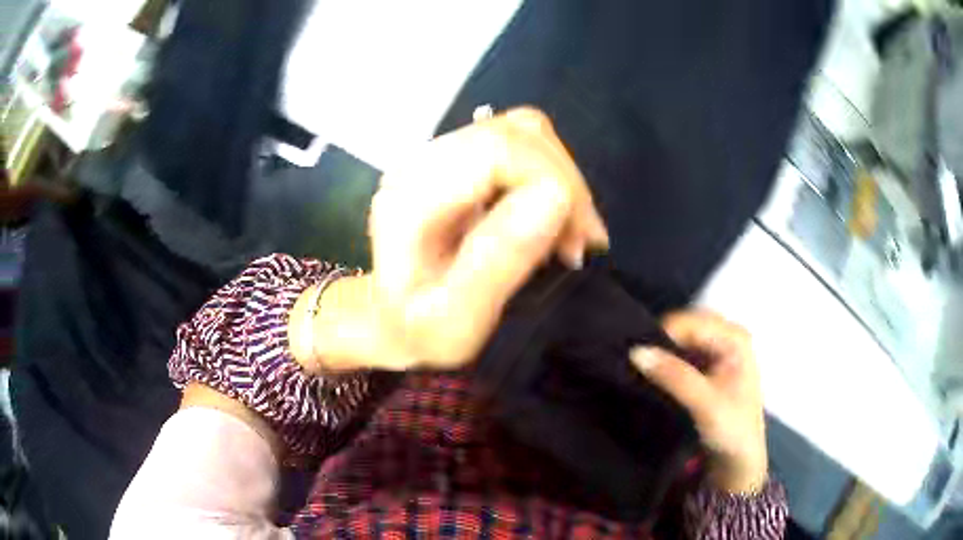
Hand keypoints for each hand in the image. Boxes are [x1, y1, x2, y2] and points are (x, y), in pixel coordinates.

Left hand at [291, 107, 607, 371]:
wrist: (390, 321)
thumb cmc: (419, 331)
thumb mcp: (456, 318)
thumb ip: (498, 259)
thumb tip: (554, 196)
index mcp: (411, 197)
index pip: (499, 149)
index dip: (554, 181)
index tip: (577, 240)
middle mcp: (421, 162)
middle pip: (515, 133)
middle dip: (565, 181)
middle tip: (580, 242)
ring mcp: (439, 156)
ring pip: (522, 131)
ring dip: (561, 176)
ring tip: (570, 232)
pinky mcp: (457, 161)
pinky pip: (519, 144)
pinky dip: (550, 174)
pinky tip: (553, 216)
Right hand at [630, 311, 767, 493]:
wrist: (739, 460)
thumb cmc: (732, 431)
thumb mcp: (705, 404)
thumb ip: (674, 376)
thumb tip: (636, 352)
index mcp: (735, 338)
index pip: (689, 323)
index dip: (661, 336)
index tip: (634, 357)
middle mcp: (727, 336)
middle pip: (684, 327)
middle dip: (659, 342)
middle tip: (634, 364)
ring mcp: (718, 350)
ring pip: (680, 340)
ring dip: (660, 353)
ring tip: (638, 369)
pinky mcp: (708, 365)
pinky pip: (680, 353)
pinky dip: (665, 362)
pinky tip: (651, 375)